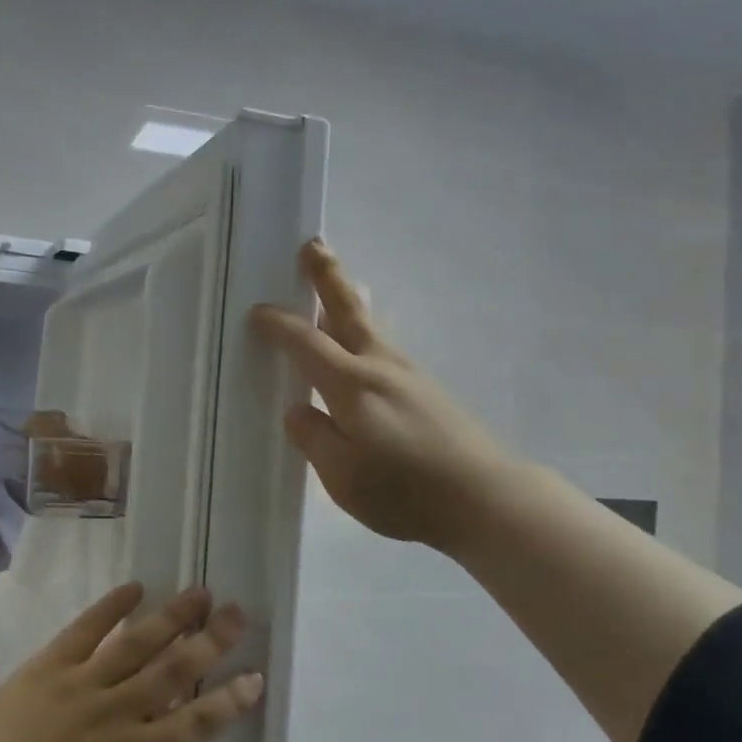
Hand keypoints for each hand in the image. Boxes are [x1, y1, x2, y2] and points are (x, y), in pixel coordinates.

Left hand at [0, 585, 261, 741]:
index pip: (195, 724)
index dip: (229, 700)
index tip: (255, 676)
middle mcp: (115, 713)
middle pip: (174, 669)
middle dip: (211, 640)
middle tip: (237, 613)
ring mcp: (80, 685)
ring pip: (137, 642)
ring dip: (172, 616)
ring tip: (199, 591)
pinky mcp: (47, 668)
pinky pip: (85, 630)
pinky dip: (111, 606)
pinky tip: (134, 587)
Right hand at [251, 238, 515, 554]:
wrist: (484, 497)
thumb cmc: (406, 491)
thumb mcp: (343, 477)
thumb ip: (314, 438)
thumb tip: (298, 409)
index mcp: (352, 386)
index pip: (306, 343)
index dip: (279, 325)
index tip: (257, 311)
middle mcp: (380, 367)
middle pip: (348, 311)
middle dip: (327, 277)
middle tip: (313, 244)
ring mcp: (408, 375)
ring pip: (370, 326)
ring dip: (348, 300)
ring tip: (339, 283)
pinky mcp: (426, 389)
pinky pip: (384, 346)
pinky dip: (365, 330)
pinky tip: (363, 344)